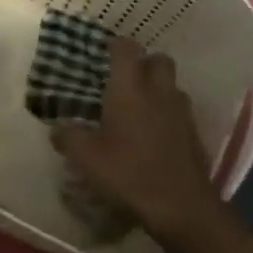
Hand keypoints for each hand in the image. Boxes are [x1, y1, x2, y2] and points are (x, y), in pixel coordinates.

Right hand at [51, 37, 238, 243]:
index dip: (115, 46)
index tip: (102, 54)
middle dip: (143, 63)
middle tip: (123, 80)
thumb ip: (68, 137)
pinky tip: (152, 135)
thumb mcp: (85, 157)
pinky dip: (167, 114)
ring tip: (137, 108)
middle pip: (158, 59)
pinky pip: (179, 111)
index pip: (126, 49)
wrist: (181, 206)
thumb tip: (57, 128)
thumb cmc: (128, 173)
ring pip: (172, 85)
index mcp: (130, 89)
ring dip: (157, 88)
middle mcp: (159, 92)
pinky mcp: (194, 133)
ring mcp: (181, 112)